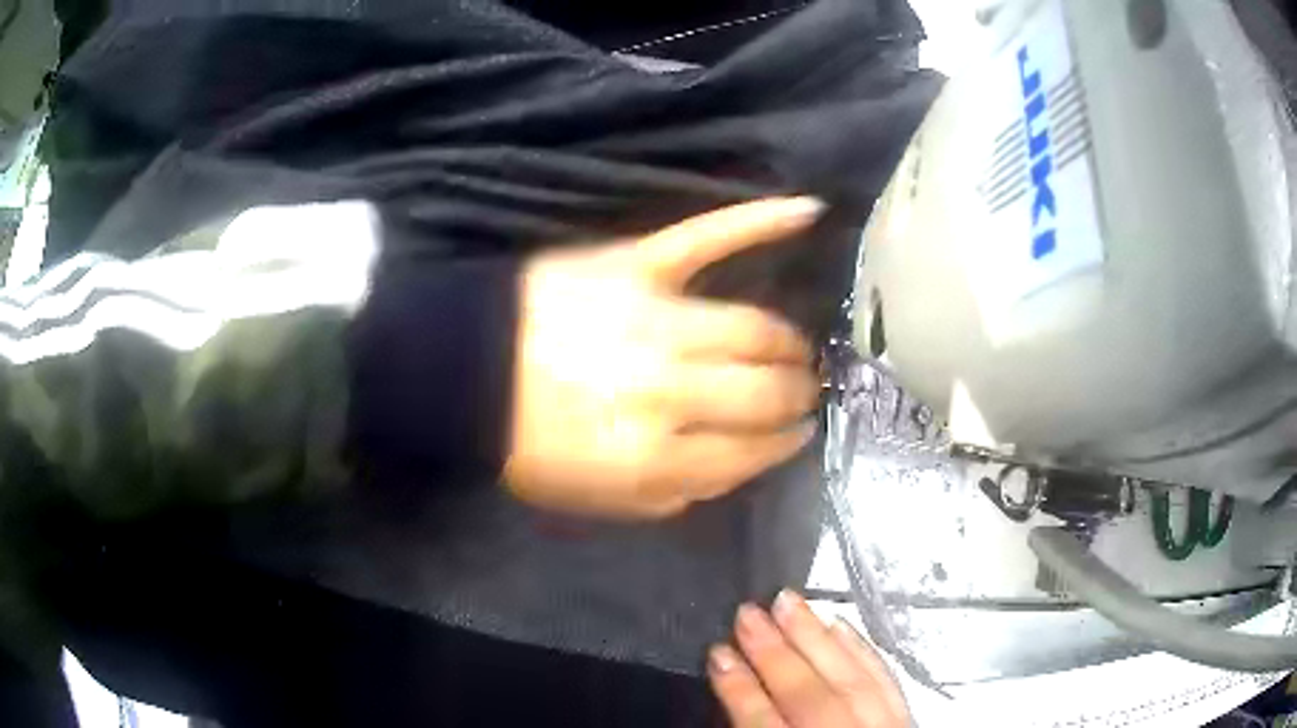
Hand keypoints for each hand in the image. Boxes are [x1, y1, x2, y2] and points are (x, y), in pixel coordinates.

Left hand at [504, 198, 822, 518]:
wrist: (463, 375)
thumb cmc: (530, 443)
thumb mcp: (602, 500)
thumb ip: (677, 494)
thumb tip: (740, 466)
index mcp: (655, 457)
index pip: (752, 450)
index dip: (784, 444)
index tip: (798, 433)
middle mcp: (668, 390)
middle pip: (764, 391)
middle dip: (797, 396)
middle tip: (805, 392)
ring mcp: (655, 319)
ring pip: (755, 329)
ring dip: (789, 343)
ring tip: (797, 349)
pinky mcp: (635, 264)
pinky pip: (709, 237)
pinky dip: (762, 220)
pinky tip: (809, 212)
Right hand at [710, 590, 910, 727]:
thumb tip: (736, 704)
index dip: (739, 690)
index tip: (717, 654)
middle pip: (810, 699)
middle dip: (775, 655)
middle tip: (747, 613)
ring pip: (851, 680)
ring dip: (817, 639)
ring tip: (787, 601)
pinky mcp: (907, 720)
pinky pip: (887, 680)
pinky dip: (862, 651)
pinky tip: (841, 626)